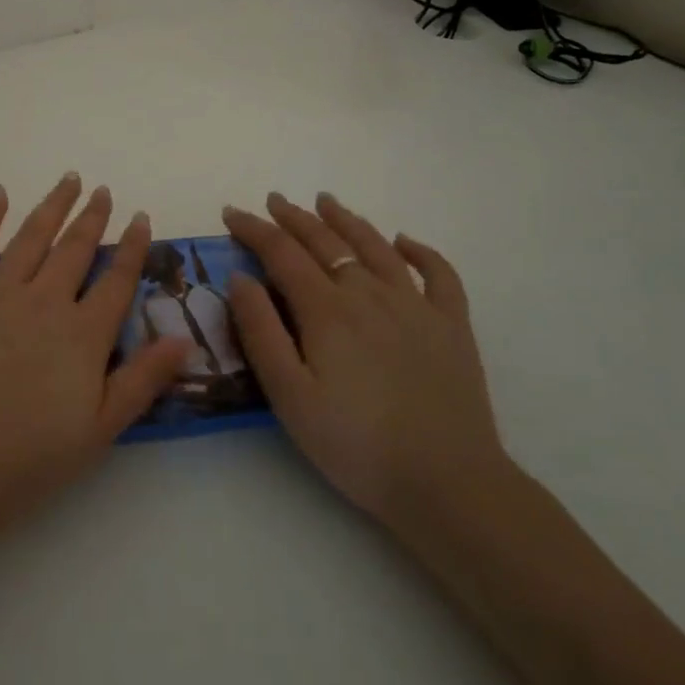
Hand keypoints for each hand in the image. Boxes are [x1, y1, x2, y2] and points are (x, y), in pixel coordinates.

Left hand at [0, 174, 192, 553]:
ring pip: (31, 237)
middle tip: (103, 190)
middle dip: (92, 216)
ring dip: (52, 206)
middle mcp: (43, 302)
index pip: (116, 280)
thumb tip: (184, 338)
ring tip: (68, 180)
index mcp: (81, 335)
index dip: (132, 247)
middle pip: (74, 249)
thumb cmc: (22, 458)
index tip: (140, 218)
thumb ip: (141, 381)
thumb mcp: (97, 432)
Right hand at [221, 192, 511, 537]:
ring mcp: (416, 306)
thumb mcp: (289, 396)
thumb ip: (261, 332)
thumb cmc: (355, 445)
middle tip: (274, 200)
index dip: (254, 229)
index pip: (282, 253)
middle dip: (294, 218)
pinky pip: (438, 274)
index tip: (232, 213)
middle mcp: (370, 294)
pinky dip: (420, 251)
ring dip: (347, 220)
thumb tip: (241, 277)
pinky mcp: (452, 326)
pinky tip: (404, 242)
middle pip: (327, 242)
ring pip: (376, 247)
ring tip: (327, 202)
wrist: (448, 483)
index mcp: (327, 311)